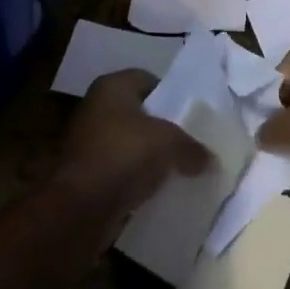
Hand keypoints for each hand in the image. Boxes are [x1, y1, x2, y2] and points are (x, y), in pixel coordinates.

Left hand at [54, 69, 208, 230]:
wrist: (80, 209)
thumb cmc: (124, 155)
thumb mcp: (169, 143)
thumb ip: (191, 147)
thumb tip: (209, 159)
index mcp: (112, 87)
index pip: (147, 79)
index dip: (170, 94)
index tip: (190, 114)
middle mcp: (96, 108)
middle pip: (138, 113)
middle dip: (161, 128)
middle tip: (188, 142)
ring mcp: (88, 143)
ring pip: (129, 144)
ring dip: (148, 157)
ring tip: (177, 169)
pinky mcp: (86, 176)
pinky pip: (120, 171)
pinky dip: (136, 179)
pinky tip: (156, 191)